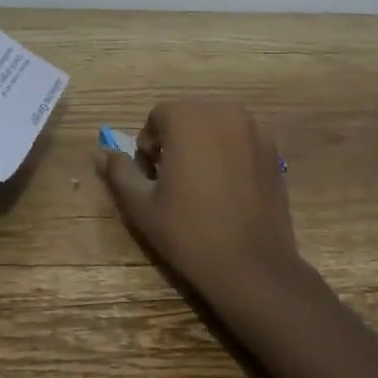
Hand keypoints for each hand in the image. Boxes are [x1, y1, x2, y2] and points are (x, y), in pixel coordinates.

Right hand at [98, 99, 302, 307]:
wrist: (252, 266)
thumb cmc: (189, 232)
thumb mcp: (141, 205)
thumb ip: (120, 172)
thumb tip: (103, 153)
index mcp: (187, 117)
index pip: (157, 117)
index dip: (148, 145)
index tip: (151, 176)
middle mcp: (223, 112)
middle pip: (188, 115)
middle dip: (176, 139)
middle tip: (172, 179)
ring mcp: (254, 129)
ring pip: (216, 125)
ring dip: (203, 143)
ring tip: (200, 183)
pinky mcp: (274, 150)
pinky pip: (240, 140)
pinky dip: (229, 152)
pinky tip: (227, 188)